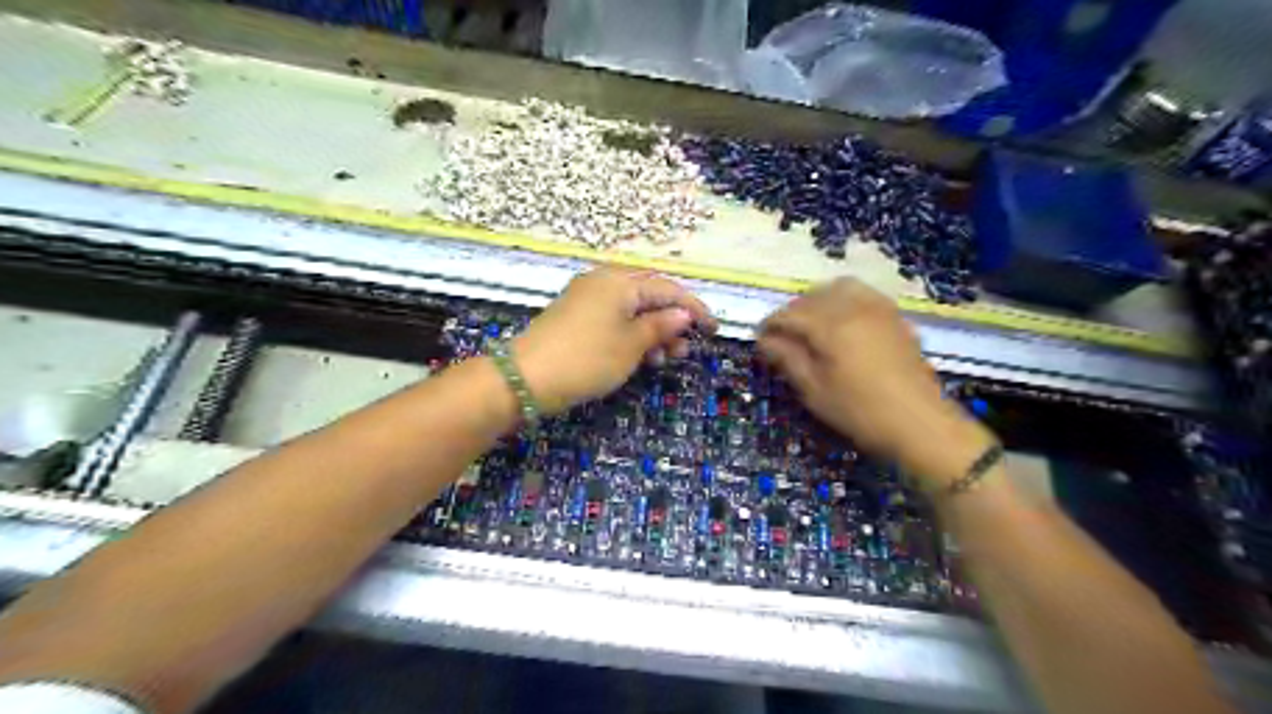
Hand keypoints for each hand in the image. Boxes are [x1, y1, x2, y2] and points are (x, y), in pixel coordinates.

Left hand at [513, 264, 712, 411]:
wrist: (526, 377)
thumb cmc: (587, 358)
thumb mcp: (631, 345)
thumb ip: (660, 326)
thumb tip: (683, 315)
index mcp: (621, 281)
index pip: (669, 289)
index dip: (694, 309)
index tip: (714, 330)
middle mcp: (604, 281)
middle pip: (650, 296)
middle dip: (672, 321)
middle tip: (684, 350)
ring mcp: (587, 298)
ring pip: (632, 309)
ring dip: (652, 331)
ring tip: (663, 359)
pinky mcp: (576, 315)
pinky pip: (614, 318)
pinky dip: (631, 334)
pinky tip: (638, 356)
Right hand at [754, 276, 993, 490]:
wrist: (921, 423)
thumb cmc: (860, 412)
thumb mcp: (815, 390)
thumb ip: (788, 359)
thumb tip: (765, 340)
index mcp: (831, 325)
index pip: (790, 313)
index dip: (771, 324)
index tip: (759, 338)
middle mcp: (854, 307)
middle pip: (813, 296)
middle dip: (792, 311)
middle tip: (783, 335)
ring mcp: (879, 308)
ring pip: (839, 288)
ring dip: (818, 300)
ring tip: (811, 324)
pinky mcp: (895, 317)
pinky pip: (862, 294)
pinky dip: (844, 300)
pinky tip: (842, 323)